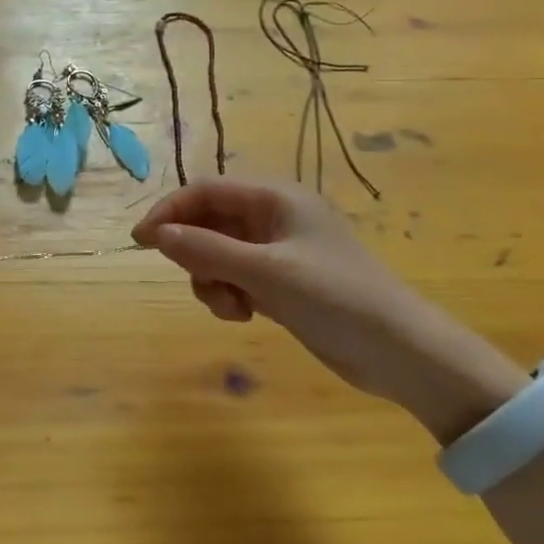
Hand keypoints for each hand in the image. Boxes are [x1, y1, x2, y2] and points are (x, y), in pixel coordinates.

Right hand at [133, 179, 524, 439]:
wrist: (402, 353)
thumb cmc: (336, 298)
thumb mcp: (266, 272)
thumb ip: (207, 250)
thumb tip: (155, 235)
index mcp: (275, 198)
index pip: (206, 190)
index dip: (170, 210)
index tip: (142, 241)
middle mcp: (274, 218)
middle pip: (209, 221)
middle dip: (194, 250)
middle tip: (193, 279)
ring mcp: (277, 252)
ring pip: (218, 252)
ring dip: (210, 277)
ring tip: (230, 305)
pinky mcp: (281, 282)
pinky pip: (235, 276)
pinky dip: (228, 293)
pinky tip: (243, 314)